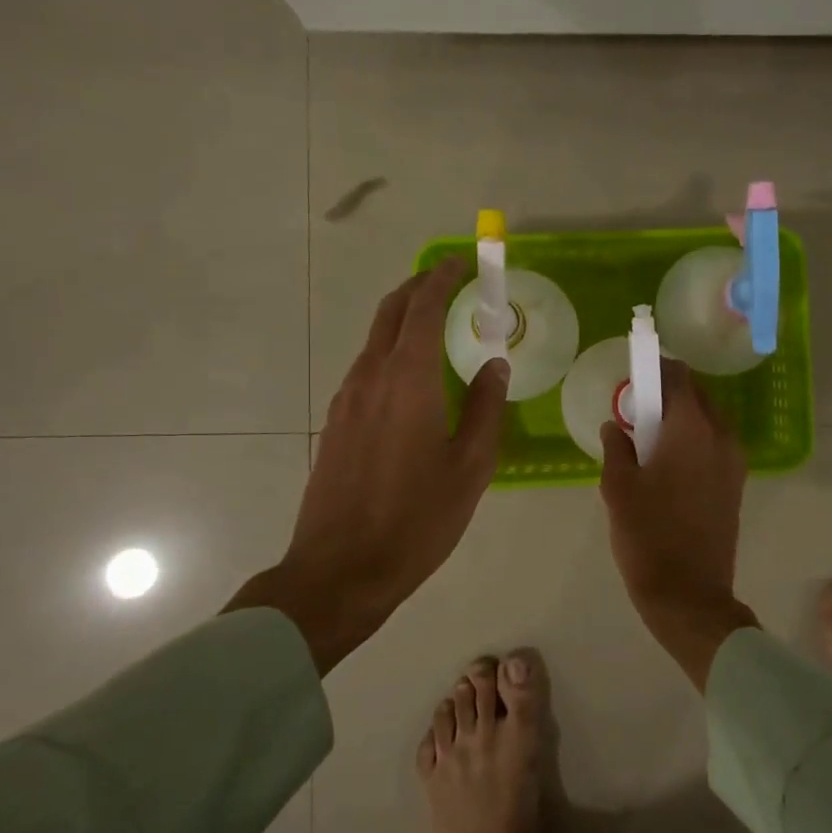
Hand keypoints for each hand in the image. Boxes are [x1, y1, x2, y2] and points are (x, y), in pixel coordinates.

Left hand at [228, 260, 509, 672]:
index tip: (462, 262)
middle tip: (448, 281)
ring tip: (437, 326)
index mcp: (408, 381)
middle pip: (390, 313)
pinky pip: (367, 368)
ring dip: (403, 320)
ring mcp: (346, 400)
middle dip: (418, 288)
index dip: (442, 279)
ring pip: (375, 340)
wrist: (340, 570)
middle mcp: (370, 377)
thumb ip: (487, 408)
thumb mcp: (471, 466)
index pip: (422, 309)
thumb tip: (495, 365)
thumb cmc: (417, 519)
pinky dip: (391, 351)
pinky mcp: (336, 423)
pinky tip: (413, 376)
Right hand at [599, 358, 758, 689]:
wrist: (689, 594)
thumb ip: (616, 447)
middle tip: (637, 410)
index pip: (678, 377)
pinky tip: (667, 465)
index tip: (634, 373)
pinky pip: (714, 445)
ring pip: (708, 421)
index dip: (656, 367)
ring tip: (649, 440)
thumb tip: (616, 426)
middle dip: (668, 394)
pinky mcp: (736, 485)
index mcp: (692, 429)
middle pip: (697, 396)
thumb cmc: (648, 535)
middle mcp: (721, 437)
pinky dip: (693, 440)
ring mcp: (734, 462)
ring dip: (681, 418)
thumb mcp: (618, 487)